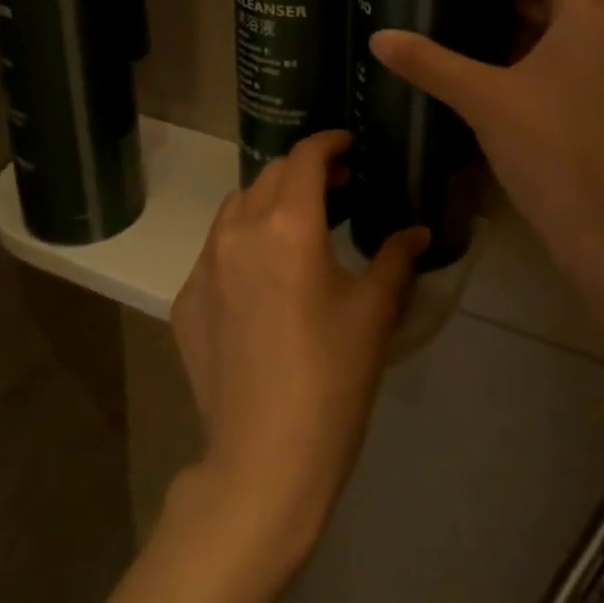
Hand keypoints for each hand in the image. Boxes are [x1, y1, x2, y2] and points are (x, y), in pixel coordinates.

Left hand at [170, 131, 426, 562]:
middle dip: (304, 172)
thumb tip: (418, 231)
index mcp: (288, 223)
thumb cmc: (331, 378)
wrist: (263, 460)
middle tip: (336, 191)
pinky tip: (262, 282)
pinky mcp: (186, 299)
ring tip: (297, 228)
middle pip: (269, 175)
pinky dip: (242, 245)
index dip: (329, 143)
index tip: (349, 147)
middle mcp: (239, 230)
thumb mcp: (374, 313)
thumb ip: (396, 258)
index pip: (305, 156)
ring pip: (236, 208)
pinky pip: (215, 251)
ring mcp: (205, 265)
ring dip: (268, 202)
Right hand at [370, 0, 603, 289]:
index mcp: (591, 19)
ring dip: (531, 8)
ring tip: (477, 2)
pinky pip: (573, 51)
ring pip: (571, 21)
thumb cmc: (550, 150)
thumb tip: (379, 37)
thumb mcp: (483, 99)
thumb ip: (431, 63)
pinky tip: (500, 54)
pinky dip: (539, 42)